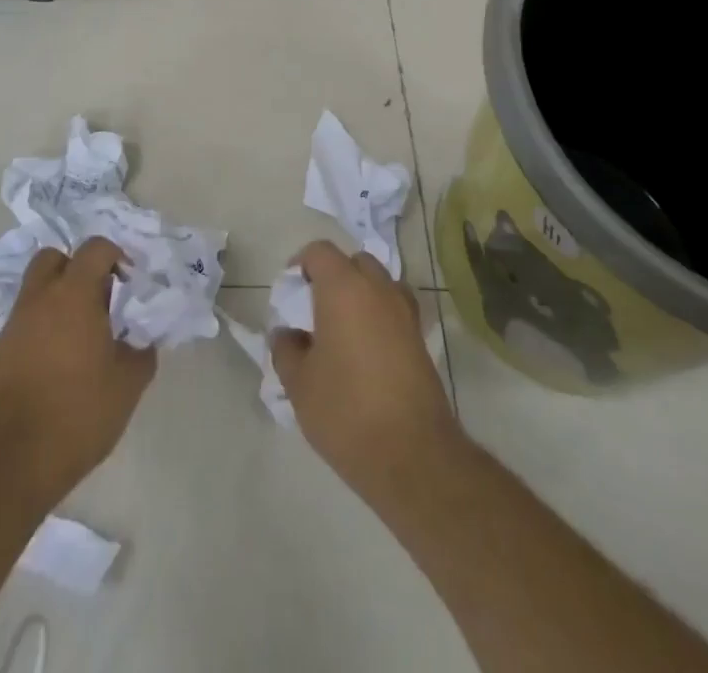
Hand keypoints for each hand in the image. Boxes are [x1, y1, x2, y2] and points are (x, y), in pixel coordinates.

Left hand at [0, 238, 156, 510]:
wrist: (6, 463)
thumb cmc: (75, 414)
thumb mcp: (126, 387)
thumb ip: (141, 354)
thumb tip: (142, 341)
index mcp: (74, 294)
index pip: (95, 248)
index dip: (116, 257)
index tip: (130, 283)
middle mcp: (39, 298)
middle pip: (55, 259)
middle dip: (78, 269)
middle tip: (100, 301)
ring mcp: (14, 325)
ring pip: (37, 291)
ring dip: (60, 301)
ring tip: (83, 339)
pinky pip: (26, 322)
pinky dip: (44, 328)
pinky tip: (60, 364)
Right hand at [271, 241, 461, 497]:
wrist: (413, 456)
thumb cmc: (346, 411)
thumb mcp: (299, 384)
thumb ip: (286, 349)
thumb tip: (286, 334)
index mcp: (343, 288)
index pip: (320, 252)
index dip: (302, 265)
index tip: (291, 293)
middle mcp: (378, 289)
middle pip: (354, 262)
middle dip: (334, 276)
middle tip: (316, 309)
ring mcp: (405, 312)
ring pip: (379, 284)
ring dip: (361, 294)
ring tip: (343, 329)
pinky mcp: (421, 339)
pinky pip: (395, 310)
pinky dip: (380, 316)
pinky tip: (366, 351)